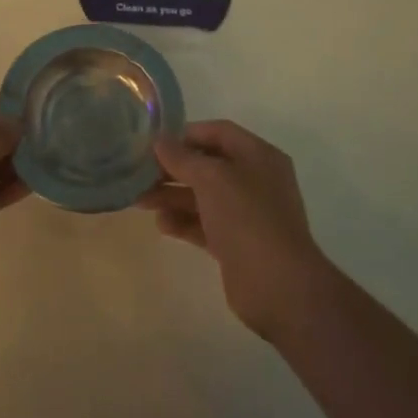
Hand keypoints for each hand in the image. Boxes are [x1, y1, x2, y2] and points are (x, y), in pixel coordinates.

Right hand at [138, 120, 331, 340]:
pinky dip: (184, 222)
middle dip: (174, 169)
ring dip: (173, 196)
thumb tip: (160, 141)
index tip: (154, 144)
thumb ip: (182, 158)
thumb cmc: (246, 217)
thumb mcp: (211, 178)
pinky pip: (206, 224)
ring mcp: (247, 214)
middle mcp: (255, 180)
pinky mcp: (237, 243)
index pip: (219, 132)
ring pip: (204, 197)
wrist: (278, 285)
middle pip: (209, 165)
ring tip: (141, 201)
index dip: (187, 135)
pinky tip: (161, 224)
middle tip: (140, 174)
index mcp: (258, 155)